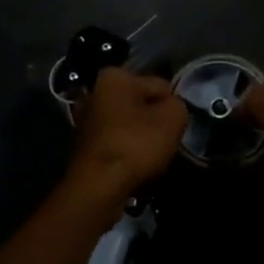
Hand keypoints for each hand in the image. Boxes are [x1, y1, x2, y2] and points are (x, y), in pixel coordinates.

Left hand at [68, 68, 187, 207]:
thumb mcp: (172, 118)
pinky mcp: (85, 146)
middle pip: (142, 105)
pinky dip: (127, 153)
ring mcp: (86, 120)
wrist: (98, 186)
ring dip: (142, 139)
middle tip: (165, 142)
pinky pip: (118, 143)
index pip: (160, 86)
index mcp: (114, 77)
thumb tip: (171, 109)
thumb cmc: (135, 144)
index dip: (172, 107)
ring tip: (152, 159)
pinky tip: (135, 167)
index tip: (175, 127)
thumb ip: (178, 105)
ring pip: (129, 126)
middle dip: (154, 122)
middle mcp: (95, 92)